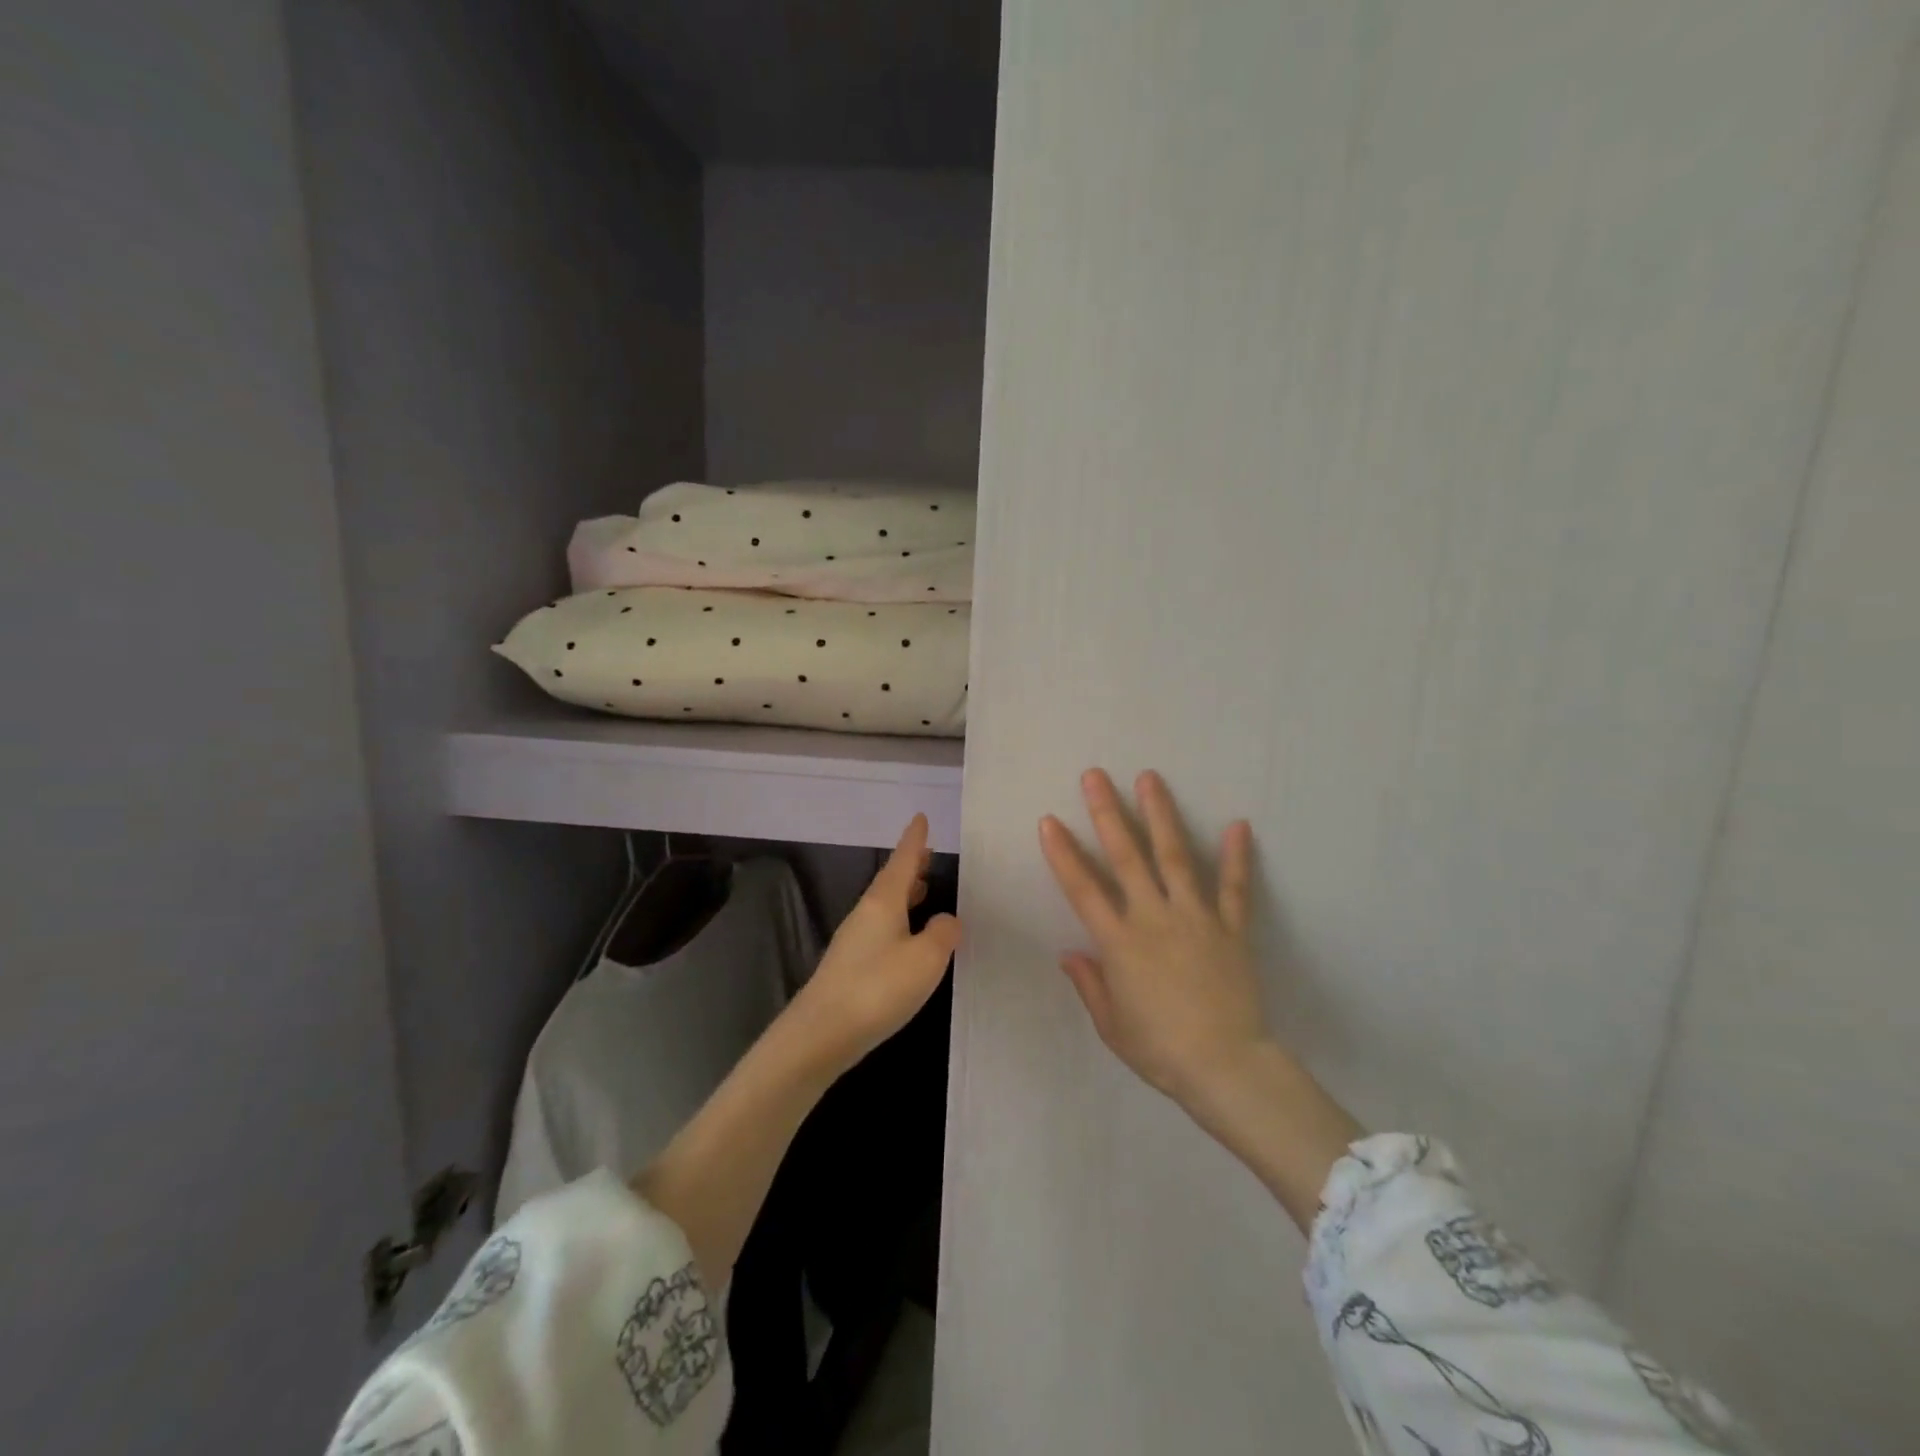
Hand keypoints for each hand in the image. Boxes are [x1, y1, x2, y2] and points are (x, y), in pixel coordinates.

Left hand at [787, 814, 961, 1073]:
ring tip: (923, 889)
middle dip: (910, 866)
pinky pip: (880, 928)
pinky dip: (898, 920)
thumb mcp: (925, 959)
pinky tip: (907, 938)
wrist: (821, 1034)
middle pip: (891, 881)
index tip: (921, 817)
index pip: (903, 860)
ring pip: (884, 905)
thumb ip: (942, 934)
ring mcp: (854, 940)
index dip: (914, 840)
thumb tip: (947, 920)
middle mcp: (865, 914)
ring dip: (904, 894)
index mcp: (883, 902)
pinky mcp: (849, 966)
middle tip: (927, 854)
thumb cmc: (878, 987)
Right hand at [1040, 769, 1269, 1105]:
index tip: (1049, 821)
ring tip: (1149, 779)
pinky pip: (1235, 889)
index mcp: (1120, 943)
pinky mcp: (1231, 929)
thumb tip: (1068, 953)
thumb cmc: (1161, 1050)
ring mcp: (1196, 919)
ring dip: (1161, 816)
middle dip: (1107, 813)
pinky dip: (1237, 857)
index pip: (1083, 889)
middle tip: (1095, 776)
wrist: (1227, 1067)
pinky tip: (1238, 824)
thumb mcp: (1112, 1025)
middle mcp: (1154, 918)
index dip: (1063, 854)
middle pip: (1127, 857)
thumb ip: (1090, 984)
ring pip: (1175, 858)